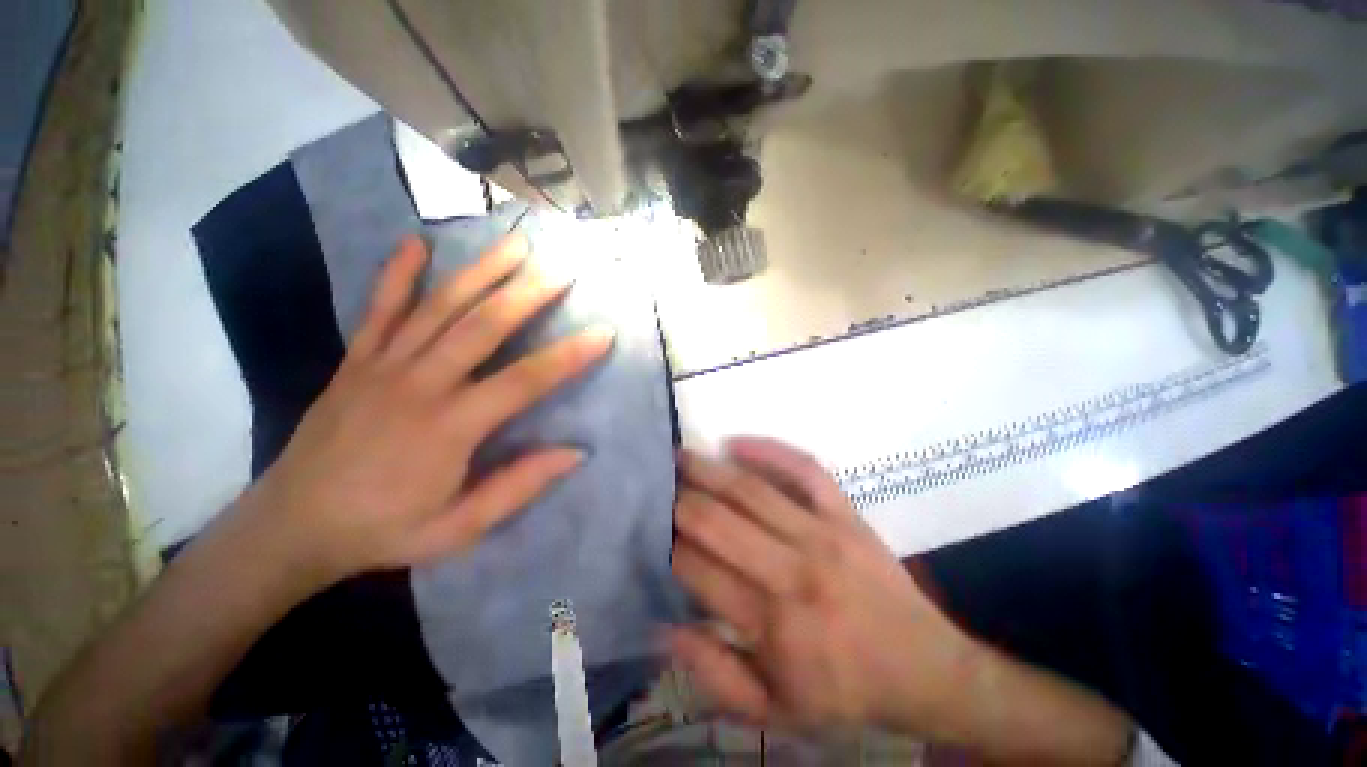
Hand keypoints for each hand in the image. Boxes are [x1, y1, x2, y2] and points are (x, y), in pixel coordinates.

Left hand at [245, 233, 611, 585]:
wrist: (290, 527)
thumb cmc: (383, 531)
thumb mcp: (458, 529)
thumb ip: (518, 487)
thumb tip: (576, 453)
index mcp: (448, 429)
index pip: (523, 381)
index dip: (568, 355)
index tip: (602, 331)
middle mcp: (418, 385)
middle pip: (481, 326)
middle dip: (527, 293)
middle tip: (562, 269)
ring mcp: (382, 367)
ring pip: (438, 307)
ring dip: (480, 271)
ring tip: (515, 245)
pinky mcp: (355, 361)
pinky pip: (378, 309)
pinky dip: (397, 273)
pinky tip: (417, 243)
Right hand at [669, 439, 978, 736]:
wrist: (925, 669)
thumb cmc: (845, 692)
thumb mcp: (774, 711)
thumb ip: (713, 674)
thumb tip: (662, 625)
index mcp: (773, 625)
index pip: (699, 570)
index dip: (667, 546)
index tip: (648, 529)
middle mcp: (793, 572)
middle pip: (718, 522)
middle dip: (678, 500)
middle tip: (654, 485)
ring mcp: (823, 535)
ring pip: (752, 491)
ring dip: (708, 469)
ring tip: (680, 456)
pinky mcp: (846, 514)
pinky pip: (804, 470)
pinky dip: (769, 450)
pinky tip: (736, 443)